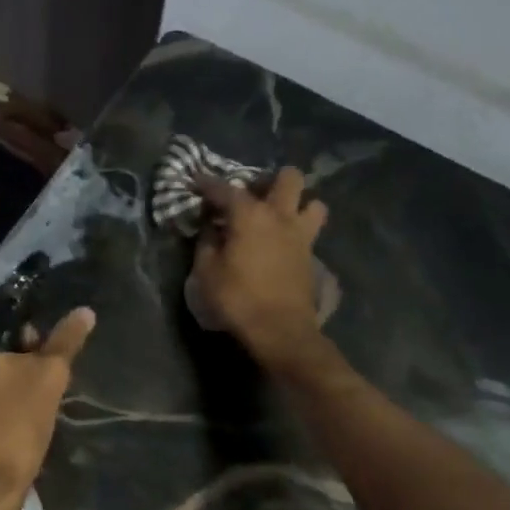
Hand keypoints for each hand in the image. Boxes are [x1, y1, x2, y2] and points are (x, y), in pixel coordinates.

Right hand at [193, 167, 327, 362]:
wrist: (280, 330)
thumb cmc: (237, 297)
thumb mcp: (206, 270)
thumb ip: (206, 241)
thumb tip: (210, 225)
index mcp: (249, 215)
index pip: (225, 188)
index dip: (206, 183)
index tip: (195, 181)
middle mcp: (280, 216)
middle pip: (288, 178)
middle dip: (270, 179)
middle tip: (251, 194)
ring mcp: (301, 235)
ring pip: (313, 202)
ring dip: (297, 203)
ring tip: (277, 215)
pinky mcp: (311, 255)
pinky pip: (311, 230)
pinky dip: (298, 229)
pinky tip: (281, 242)